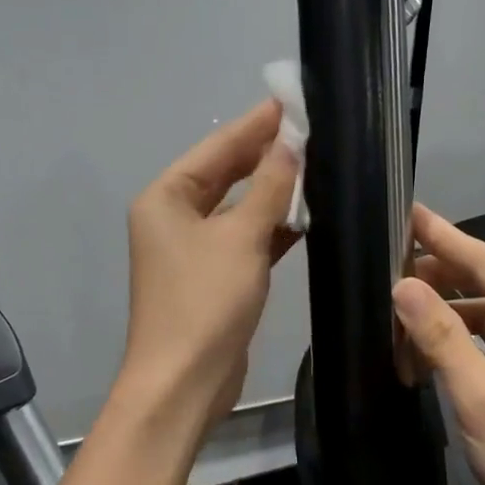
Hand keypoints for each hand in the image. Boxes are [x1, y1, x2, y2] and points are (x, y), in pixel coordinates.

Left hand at [120, 99, 299, 431]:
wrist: (184, 384)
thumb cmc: (205, 302)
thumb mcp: (240, 238)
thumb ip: (269, 187)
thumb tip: (291, 142)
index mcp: (166, 198)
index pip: (217, 147)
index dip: (256, 124)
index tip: (293, 100)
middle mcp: (174, 218)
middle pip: (225, 174)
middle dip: (266, 154)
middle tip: (312, 130)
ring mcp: (192, 250)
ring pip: (237, 208)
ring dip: (272, 192)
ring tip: (318, 166)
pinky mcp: (213, 278)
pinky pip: (244, 239)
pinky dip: (271, 228)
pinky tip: (305, 216)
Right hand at [392, 204, 484, 484]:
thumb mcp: (481, 397)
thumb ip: (441, 337)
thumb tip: (402, 286)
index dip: (446, 237)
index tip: (409, 212)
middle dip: (442, 275)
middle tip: (390, 266)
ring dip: (447, 316)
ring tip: (399, 312)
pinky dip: (460, 346)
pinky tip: (426, 352)